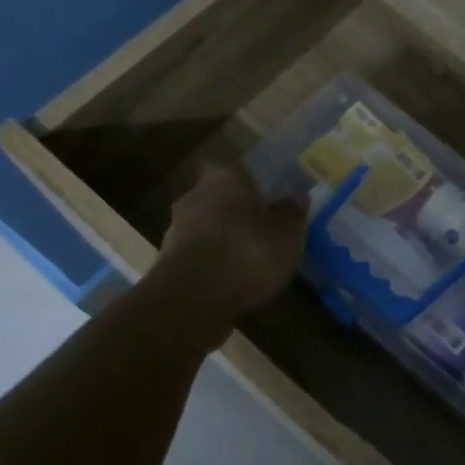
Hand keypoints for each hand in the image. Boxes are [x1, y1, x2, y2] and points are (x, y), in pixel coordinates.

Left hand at [159, 162, 306, 312]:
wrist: (194, 296)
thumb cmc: (249, 251)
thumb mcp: (287, 235)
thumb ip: (292, 214)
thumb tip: (297, 197)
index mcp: (225, 178)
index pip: (232, 168)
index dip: (246, 180)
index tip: (261, 194)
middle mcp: (194, 196)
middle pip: (215, 197)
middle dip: (233, 211)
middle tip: (258, 227)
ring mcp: (175, 229)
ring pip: (203, 226)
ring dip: (220, 238)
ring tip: (245, 258)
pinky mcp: (167, 262)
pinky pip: (195, 255)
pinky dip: (209, 263)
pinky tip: (228, 279)